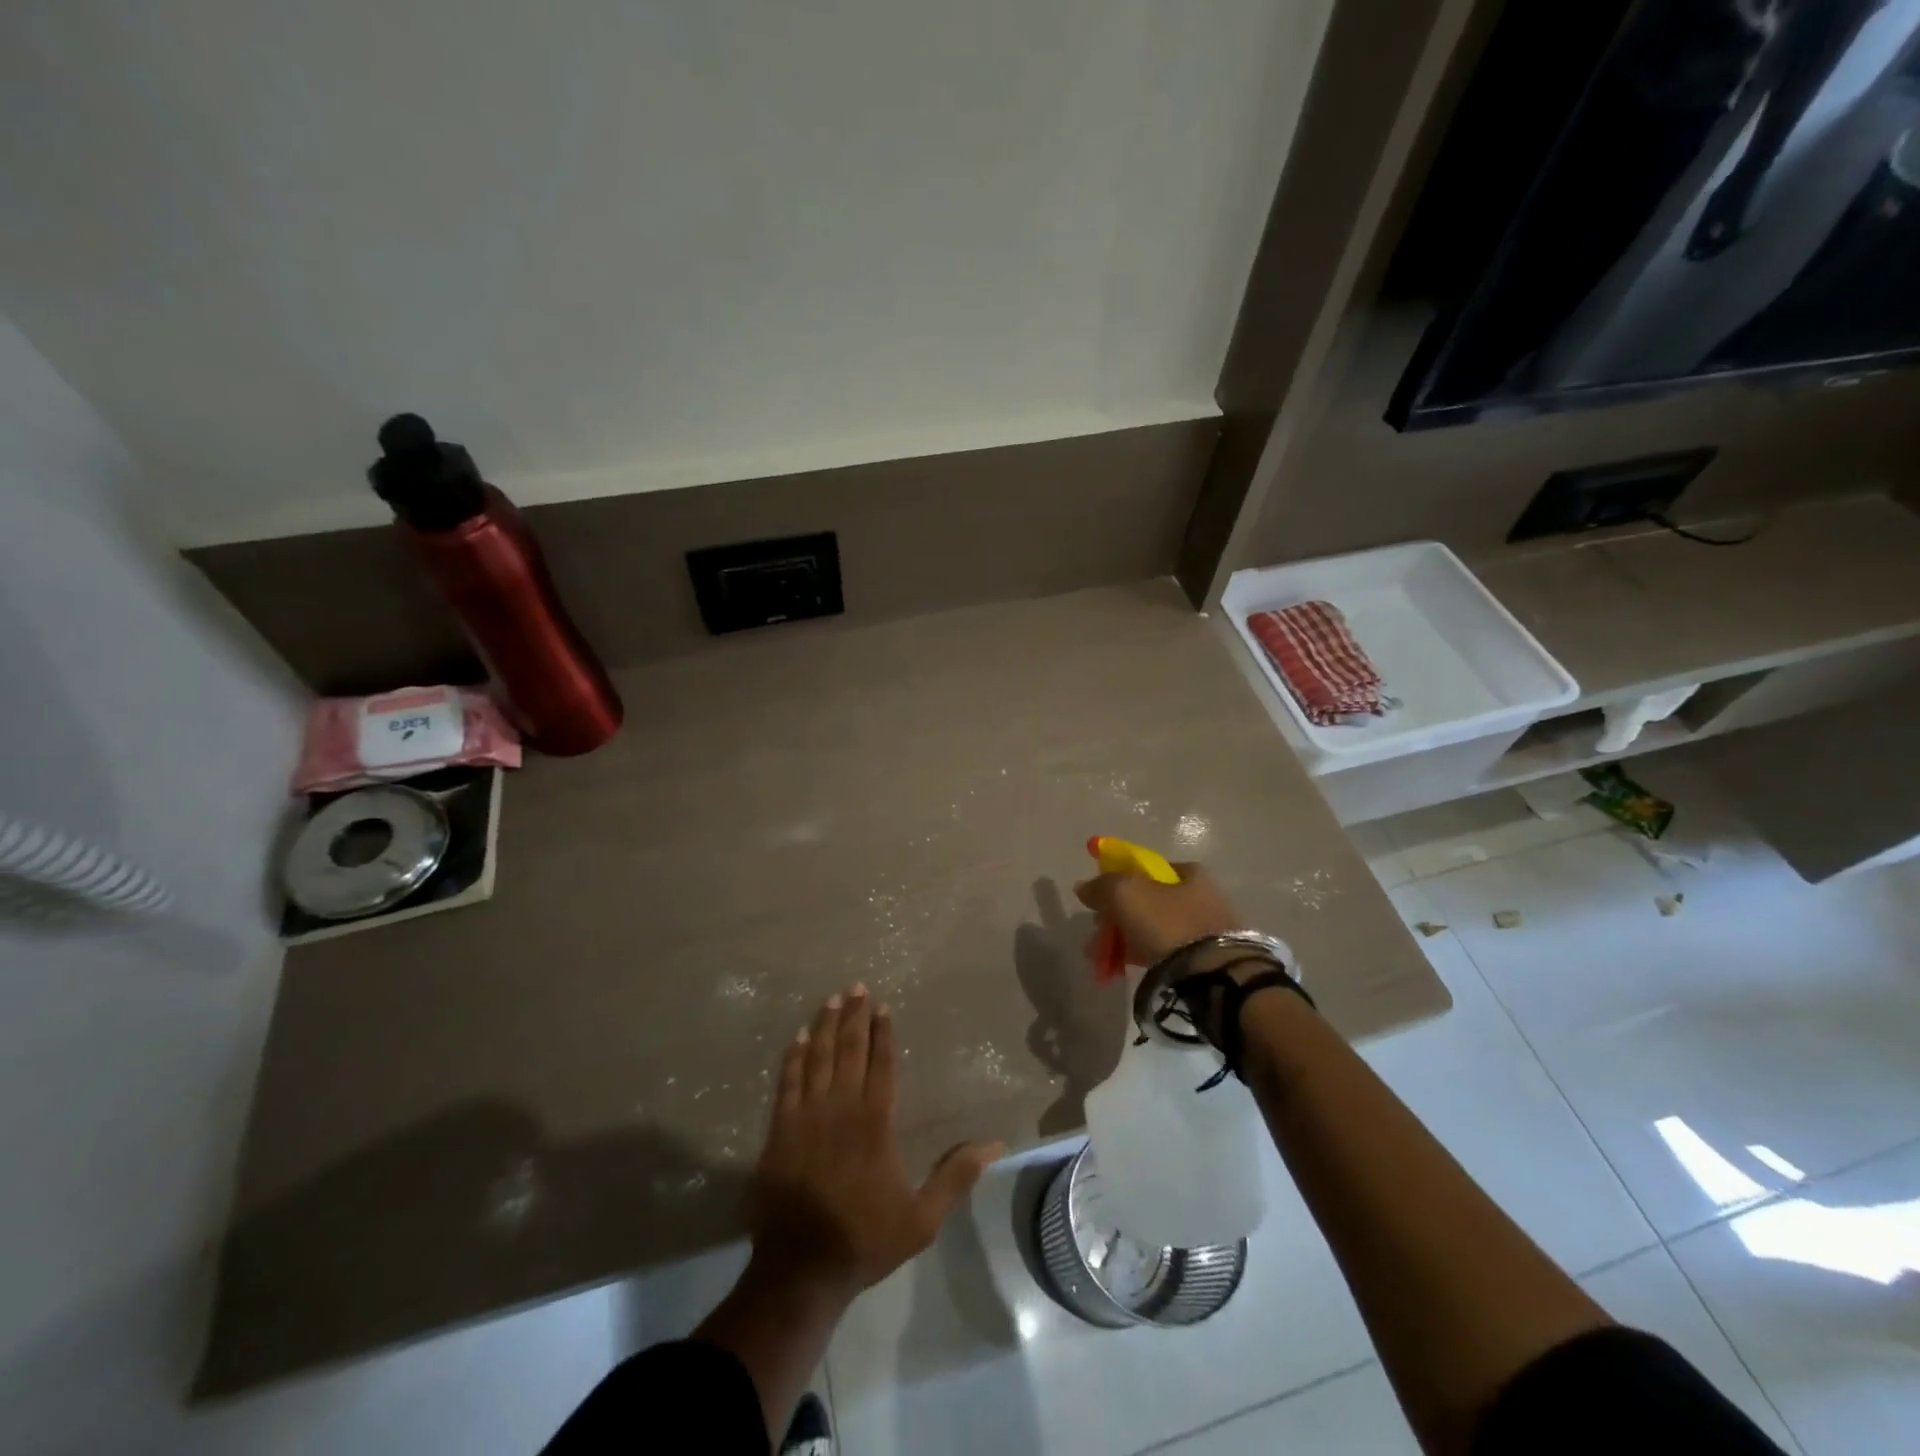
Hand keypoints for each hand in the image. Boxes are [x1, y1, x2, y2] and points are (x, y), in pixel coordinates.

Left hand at [749, 984, 1002, 1301]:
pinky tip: (799, 1038)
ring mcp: (806, 1117)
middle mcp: (841, 1109)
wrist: (801, 1270)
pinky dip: (793, 1057)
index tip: (883, 1006)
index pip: (881, 1065)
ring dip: (825, 1026)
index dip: (883, 1034)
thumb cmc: (865, 1239)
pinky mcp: (779, 1131)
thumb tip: (995, 1144)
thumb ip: (956, 1176)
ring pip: (817, 1059)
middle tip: (856, 986)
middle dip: (854, 1017)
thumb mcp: (922, 1218)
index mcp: (875, 1124)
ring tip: (831, 1000)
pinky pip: (787, 1082)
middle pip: (849, 1052)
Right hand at [1072, 860, 1241, 966]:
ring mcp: (1206, 929)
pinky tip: (1125, 968)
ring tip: (1103, 960)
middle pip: (1147, 901)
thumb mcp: (1125, 893)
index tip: (1099, 902)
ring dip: (1125, 940)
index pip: (1146, 869)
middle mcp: (1202, 896)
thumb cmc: (1168, 922)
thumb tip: (1083, 888)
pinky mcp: (1207, 960)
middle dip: (1117, 917)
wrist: (1213, 975)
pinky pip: (1166, 953)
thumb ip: (1101, 886)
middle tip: (1097, 935)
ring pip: (1154, 929)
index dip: (1118, 881)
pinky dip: (1143, 956)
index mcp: (1189, 873)